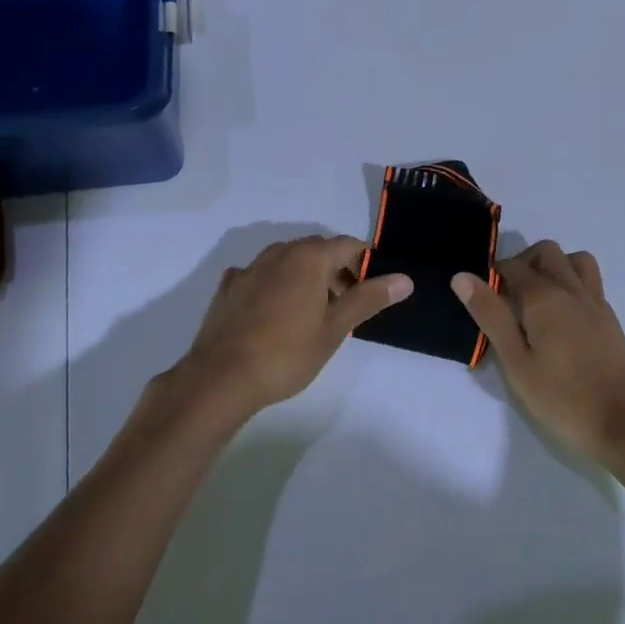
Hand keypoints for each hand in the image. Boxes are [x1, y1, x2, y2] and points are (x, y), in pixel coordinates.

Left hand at [176, 235, 410, 420]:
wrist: (220, 378)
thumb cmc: (286, 353)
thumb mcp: (335, 328)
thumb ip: (368, 299)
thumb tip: (404, 278)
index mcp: (308, 257)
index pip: (347, 245)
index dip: (364, 262)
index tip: (373, 288)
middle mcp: (279, 253)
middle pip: (317, 250)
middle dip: (337, 270)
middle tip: (347, 304)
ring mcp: (250, 268)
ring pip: (288, 261)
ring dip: (306, 277)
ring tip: (315, 312)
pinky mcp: (229, 287)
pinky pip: (261, 276)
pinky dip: (276, 286)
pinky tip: (275, 313)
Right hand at [453, 242, 624, 464]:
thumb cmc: (563, 399)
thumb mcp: (516, 363)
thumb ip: (491, 316)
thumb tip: (462, 277)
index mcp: (545, 297)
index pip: (512, 267)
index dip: (493, 274)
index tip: (482, 295)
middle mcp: (572, 290)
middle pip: (546, 252)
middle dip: (523, 262)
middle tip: (507, 295)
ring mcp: (596, 303)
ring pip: (575, 260)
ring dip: (554, 266)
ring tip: (538, 298)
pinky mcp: (611, 321)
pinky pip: (590, 283)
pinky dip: (572, 283)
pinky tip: (563, 317)